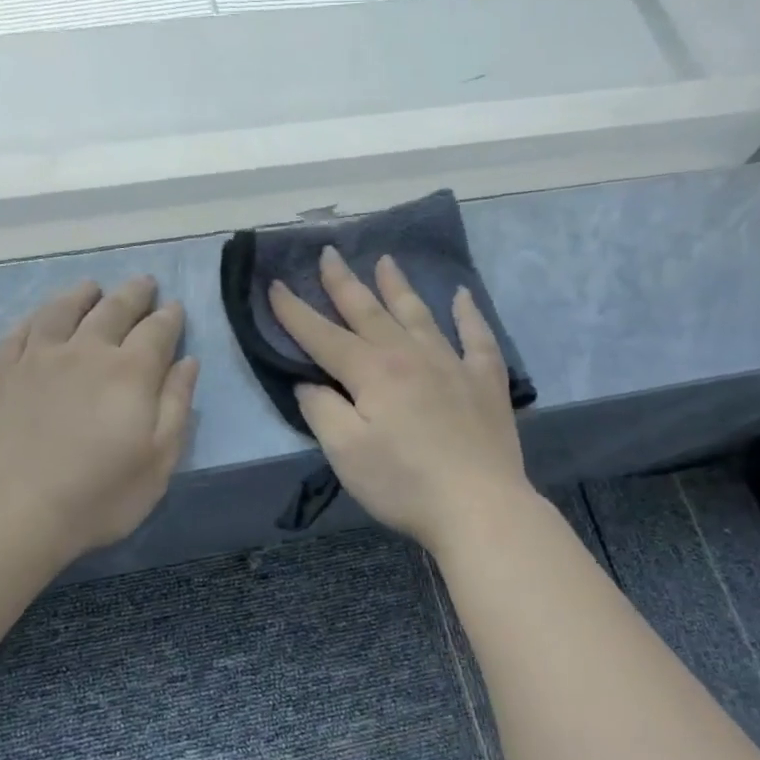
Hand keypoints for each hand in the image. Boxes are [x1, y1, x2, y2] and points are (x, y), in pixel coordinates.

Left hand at [0, 277, 199, 564]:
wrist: (16, 511)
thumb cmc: (100, 494)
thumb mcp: (159, 459)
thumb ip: (176, 405)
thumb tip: (187, 362)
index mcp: (131, 372)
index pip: (157, 331)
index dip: (170, 317)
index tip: (175, 308)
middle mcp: (86, 351)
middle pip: (113, 309)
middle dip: (134, 294)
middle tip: (145, 283)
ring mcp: (39, 359)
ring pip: (63, 310)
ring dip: (82, 294)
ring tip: (93, 287)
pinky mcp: (4, 374)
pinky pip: (20, 332)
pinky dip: (35, 318)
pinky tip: (40, 318)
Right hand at [268, 248, 534, 554]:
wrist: (479, 506)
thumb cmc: (404, 484)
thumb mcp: (346, 453)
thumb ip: (323, 411)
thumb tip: (309, 383)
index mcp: (372, 372)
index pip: (323, 336)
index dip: (295, 312)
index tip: (274, 285)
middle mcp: (411, 356)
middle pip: (370, 312)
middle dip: (344, 283)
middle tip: (328, 253)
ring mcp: (453, 365)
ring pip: (419, 315)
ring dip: (398, 287)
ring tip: (386, 260)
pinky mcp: (485, 382)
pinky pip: (477, 338)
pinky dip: (469, 314)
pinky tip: (462, 296)